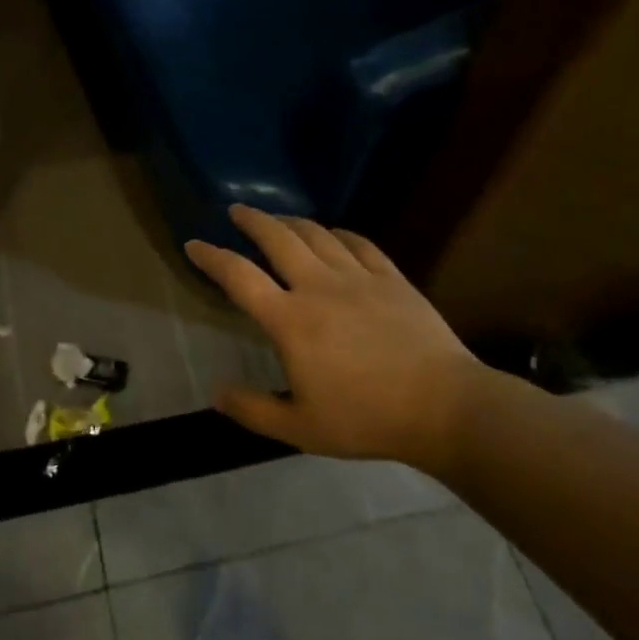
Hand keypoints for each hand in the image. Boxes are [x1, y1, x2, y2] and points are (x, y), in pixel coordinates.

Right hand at [186, 205, 499, 471]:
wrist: (444, 407)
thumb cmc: (367, 419)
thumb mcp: (301, 429)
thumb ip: (253, 410)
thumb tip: (215, 393)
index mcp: (290, 320)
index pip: (239, 277)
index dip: (211, 257)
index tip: (194, 244)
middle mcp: (318, 287)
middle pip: (277, 238)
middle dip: (252, 220)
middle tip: (237, 210)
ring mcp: (358, 278)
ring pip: (317, 234)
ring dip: (291, 222)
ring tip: (278, 219)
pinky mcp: (391, 278)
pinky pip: (359, 244)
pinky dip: (339, 234)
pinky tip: (334, 234)